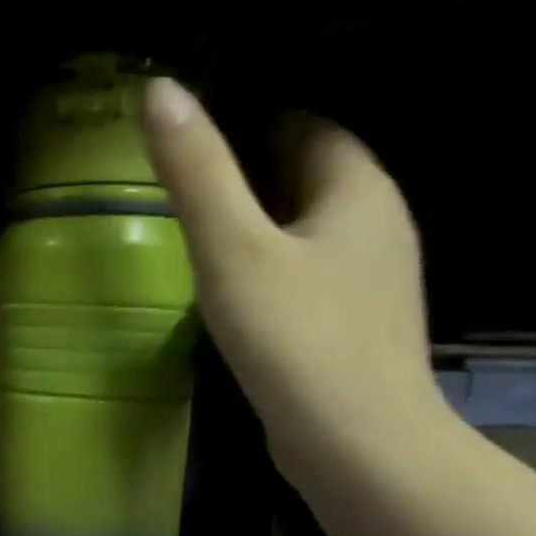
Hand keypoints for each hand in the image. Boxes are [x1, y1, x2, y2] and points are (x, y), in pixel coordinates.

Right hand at [141, 77, 448, 484]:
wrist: (356, 444)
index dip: (249, 119)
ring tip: (195, 235)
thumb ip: (197, 172)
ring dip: (258, 224)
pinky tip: (231, 293)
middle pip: (308, 175)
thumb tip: (159, 90)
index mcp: (357, 189)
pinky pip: (307, 274)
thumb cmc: (295, 338)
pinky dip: (269, 268)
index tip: (191, 135)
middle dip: (249, 171)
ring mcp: (369, 280)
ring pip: (307, 229)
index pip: (305, 125)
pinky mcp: (352, 325)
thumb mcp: (232, 250)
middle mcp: (376, 224)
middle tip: (180, 184)